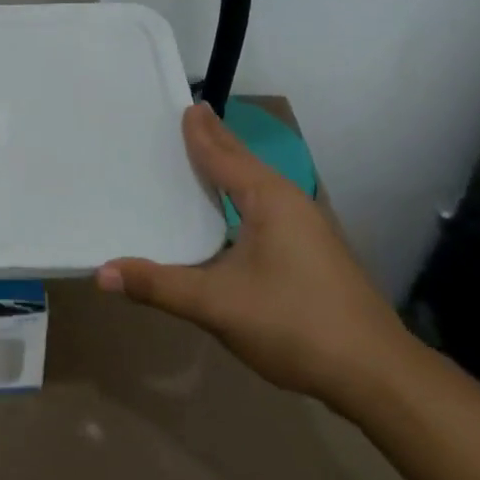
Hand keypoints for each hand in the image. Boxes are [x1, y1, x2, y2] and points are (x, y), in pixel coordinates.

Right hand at [98, 103, 410, 408]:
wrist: (378, 375)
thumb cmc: (295, 324)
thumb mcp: (217, 305)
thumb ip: (159, 286)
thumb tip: (101, 273)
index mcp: (267, 200)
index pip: (223, 155)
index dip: (200, 133)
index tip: (184, 105)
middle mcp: (289, 203)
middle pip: (245, 162)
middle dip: (217, 140)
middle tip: (192, 115)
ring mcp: (307, 228)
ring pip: (258, 185)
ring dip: (232, 166)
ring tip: (207, 153)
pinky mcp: (313, 252)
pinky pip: (267, 206)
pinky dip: (242, 193)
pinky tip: (233, 210)